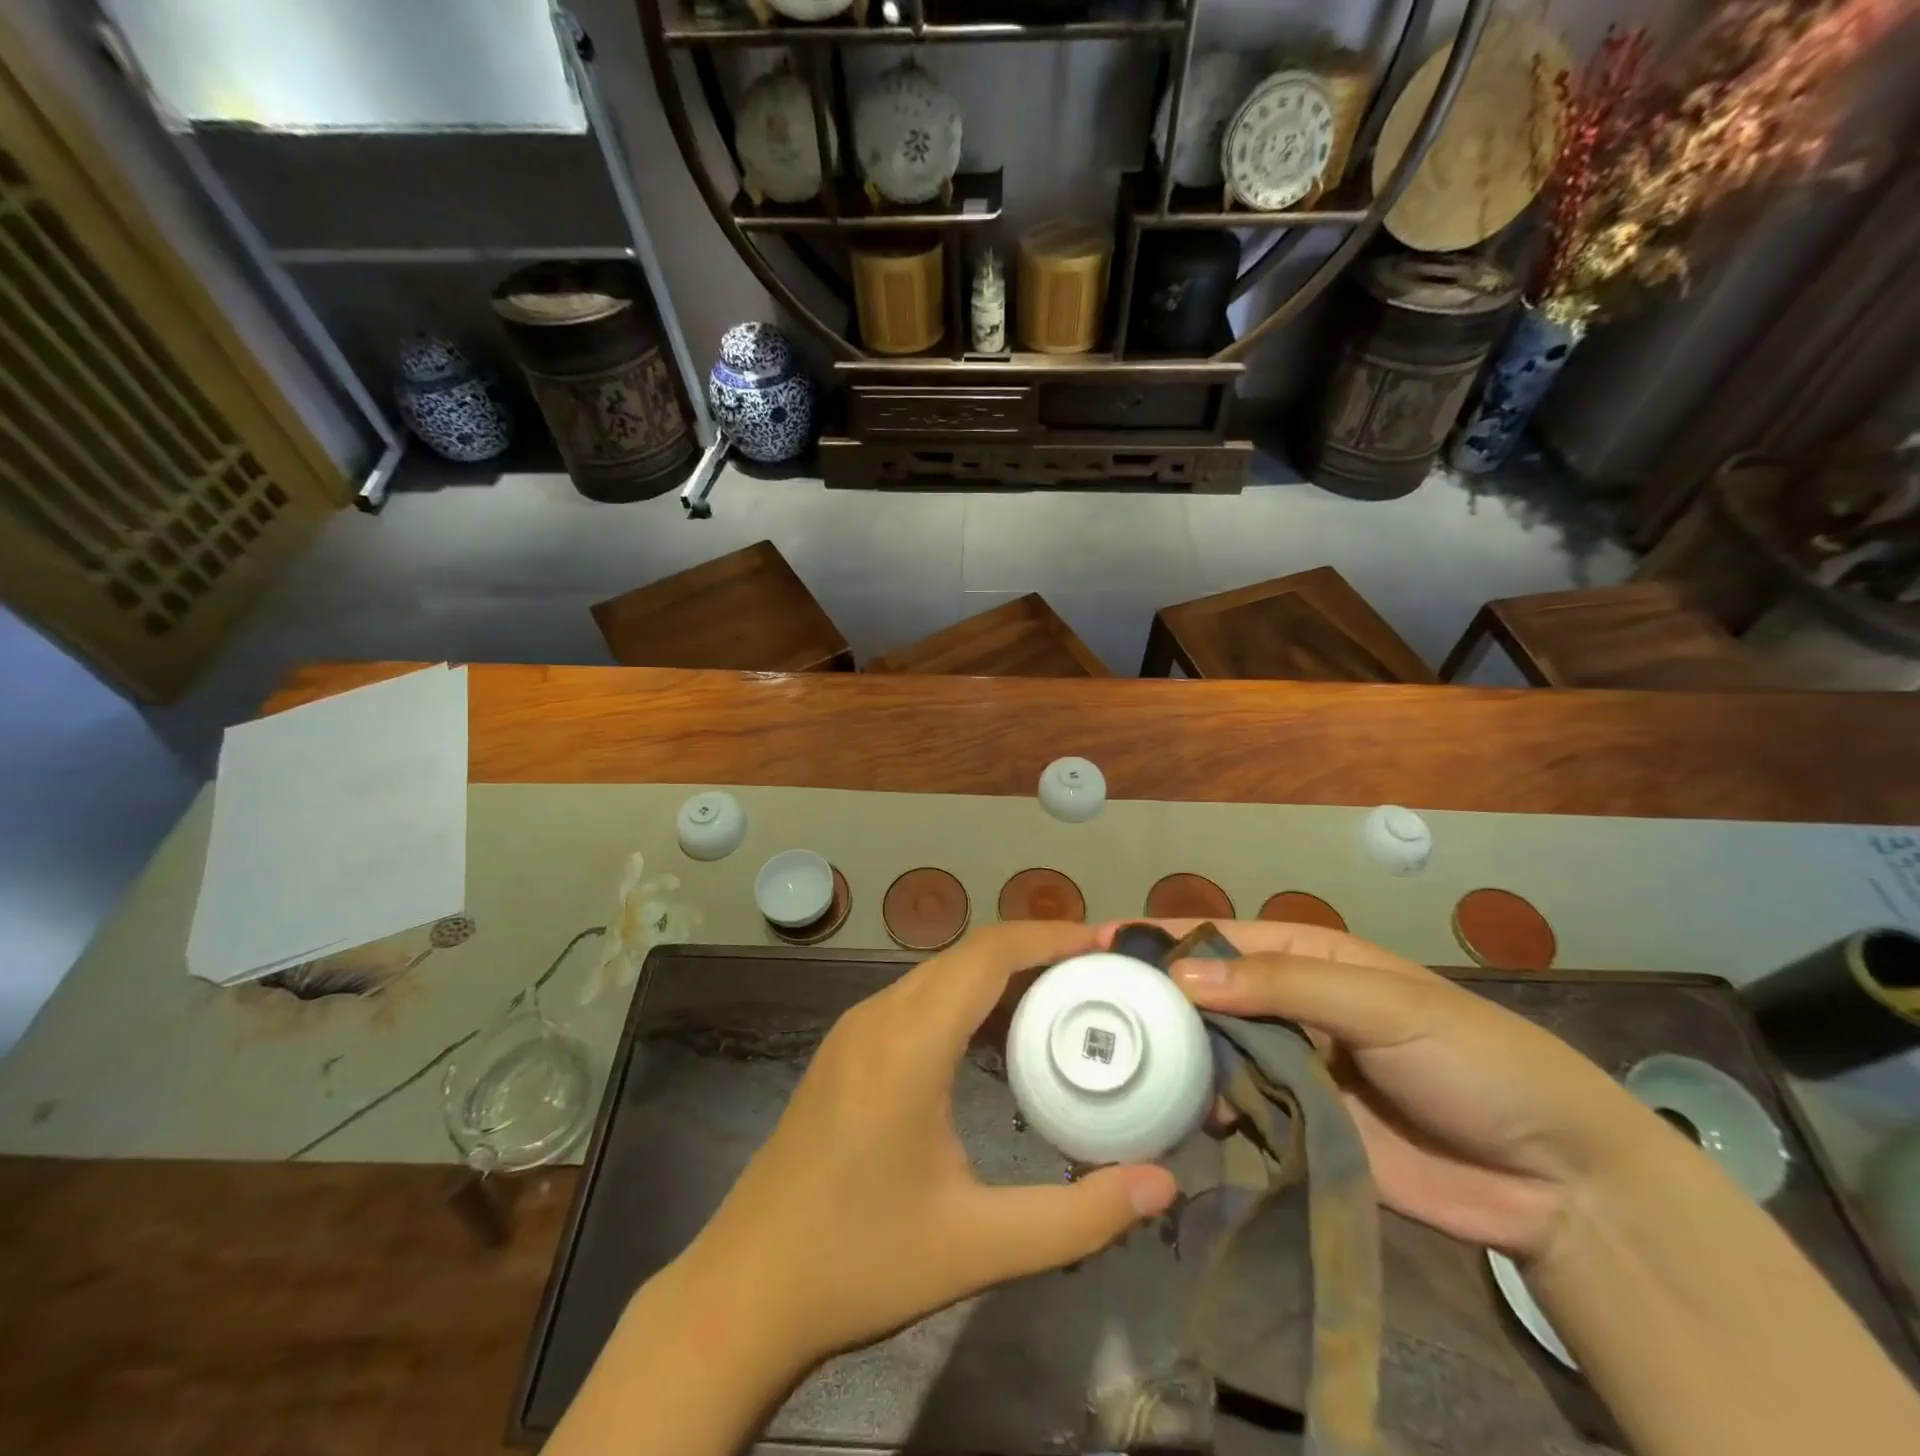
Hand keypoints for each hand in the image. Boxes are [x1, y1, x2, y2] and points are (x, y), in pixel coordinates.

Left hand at [679, 922, 1178, 1373]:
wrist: (744, 1290)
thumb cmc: (859, 1263)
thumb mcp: (978, 1247)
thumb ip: (1078, 1217)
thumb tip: (1164, 1185)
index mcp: (908, 1043)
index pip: (987, 954)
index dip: (1050, 936)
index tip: (1106, 942)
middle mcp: (878, 1016)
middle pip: (967, 955)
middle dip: (1036, 953)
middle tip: (1101, 976)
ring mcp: (855, 1030)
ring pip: (940, 974)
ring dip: (1000, 976)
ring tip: (1064, 1003)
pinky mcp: (846, 1051)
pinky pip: (917, 1000)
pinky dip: (966, 1001)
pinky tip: (998, 1042)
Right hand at [1102, 920, 1660, 1258]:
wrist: (1554, 1179)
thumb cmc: (1470, 1059)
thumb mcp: (1380, 1001)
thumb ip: (1280, 984)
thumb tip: (1181, 976)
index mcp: (1305, 957)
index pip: (1217, 936)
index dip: (1158, 937)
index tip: (1095, 944)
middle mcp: (1286, 1007)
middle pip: (1203, 994)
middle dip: (1149, 995)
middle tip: (1081, 1006)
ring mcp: (1288, 1068)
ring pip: (1209, 1050)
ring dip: (1165, 1051)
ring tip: (1102, 1057)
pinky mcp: (1294, 1127)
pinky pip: (1232, 1107)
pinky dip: (1195, 1105)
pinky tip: (1154, 1110)